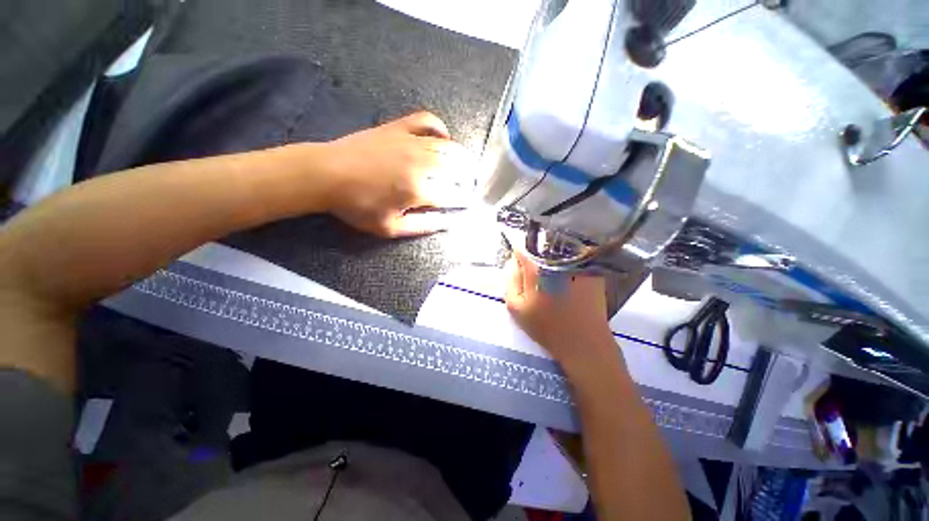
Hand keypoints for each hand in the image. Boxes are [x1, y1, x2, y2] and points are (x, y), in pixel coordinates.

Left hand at [318, 112, 475, 237]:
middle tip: (471, 185)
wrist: (327, 174)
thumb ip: (423, 226)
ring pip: (448, 147)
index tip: (470, 204)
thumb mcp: (390, 228)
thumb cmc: (357, 206)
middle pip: (456, 169)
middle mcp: (420, 164)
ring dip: (463, 157)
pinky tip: (443, 138)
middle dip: (469, 179)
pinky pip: (427, 121)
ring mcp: (410, 142)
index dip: (464, 201)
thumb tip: (448, 223)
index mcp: (418, 191)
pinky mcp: (399, 128)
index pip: (452, 196)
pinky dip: (440, 127)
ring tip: (468, 166)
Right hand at [504, 251, 615, 367]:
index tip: (520, 267)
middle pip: (540, 246)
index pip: (522, 248)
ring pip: (557, 250)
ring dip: (551, 259)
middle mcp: (558, 259)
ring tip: (552, 279)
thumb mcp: (515, 307)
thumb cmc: (546, 326)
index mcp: (537, 267)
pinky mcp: (592, 269)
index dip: (518, 256)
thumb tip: (512, 261)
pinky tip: (567, 281)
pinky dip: (567, 263)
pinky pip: (574, 258)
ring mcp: (578, 263)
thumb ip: (510, 280)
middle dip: (534, 256)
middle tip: (536, 277)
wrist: (583, 342)